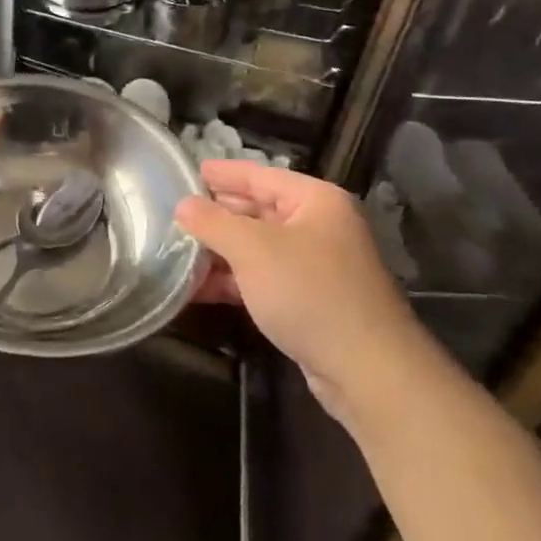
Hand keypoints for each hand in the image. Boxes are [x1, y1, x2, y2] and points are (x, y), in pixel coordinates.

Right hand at [175, 160, 442, 426]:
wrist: (366, 368)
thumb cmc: (309, 292)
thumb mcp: (252, 249)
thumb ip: (213, 222)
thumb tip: (183, 205)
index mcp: (314, 201)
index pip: (259, 175)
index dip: (222, 173)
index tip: (187, 171)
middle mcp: (318, 226)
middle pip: (257, 210)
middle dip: (216, 215)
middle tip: (174, 213)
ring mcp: (315, 265)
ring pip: (257, 247)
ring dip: (219, 251)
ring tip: (176, 253)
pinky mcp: (309, 299)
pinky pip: (262, 278)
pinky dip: (232, 280)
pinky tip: (198, 288)